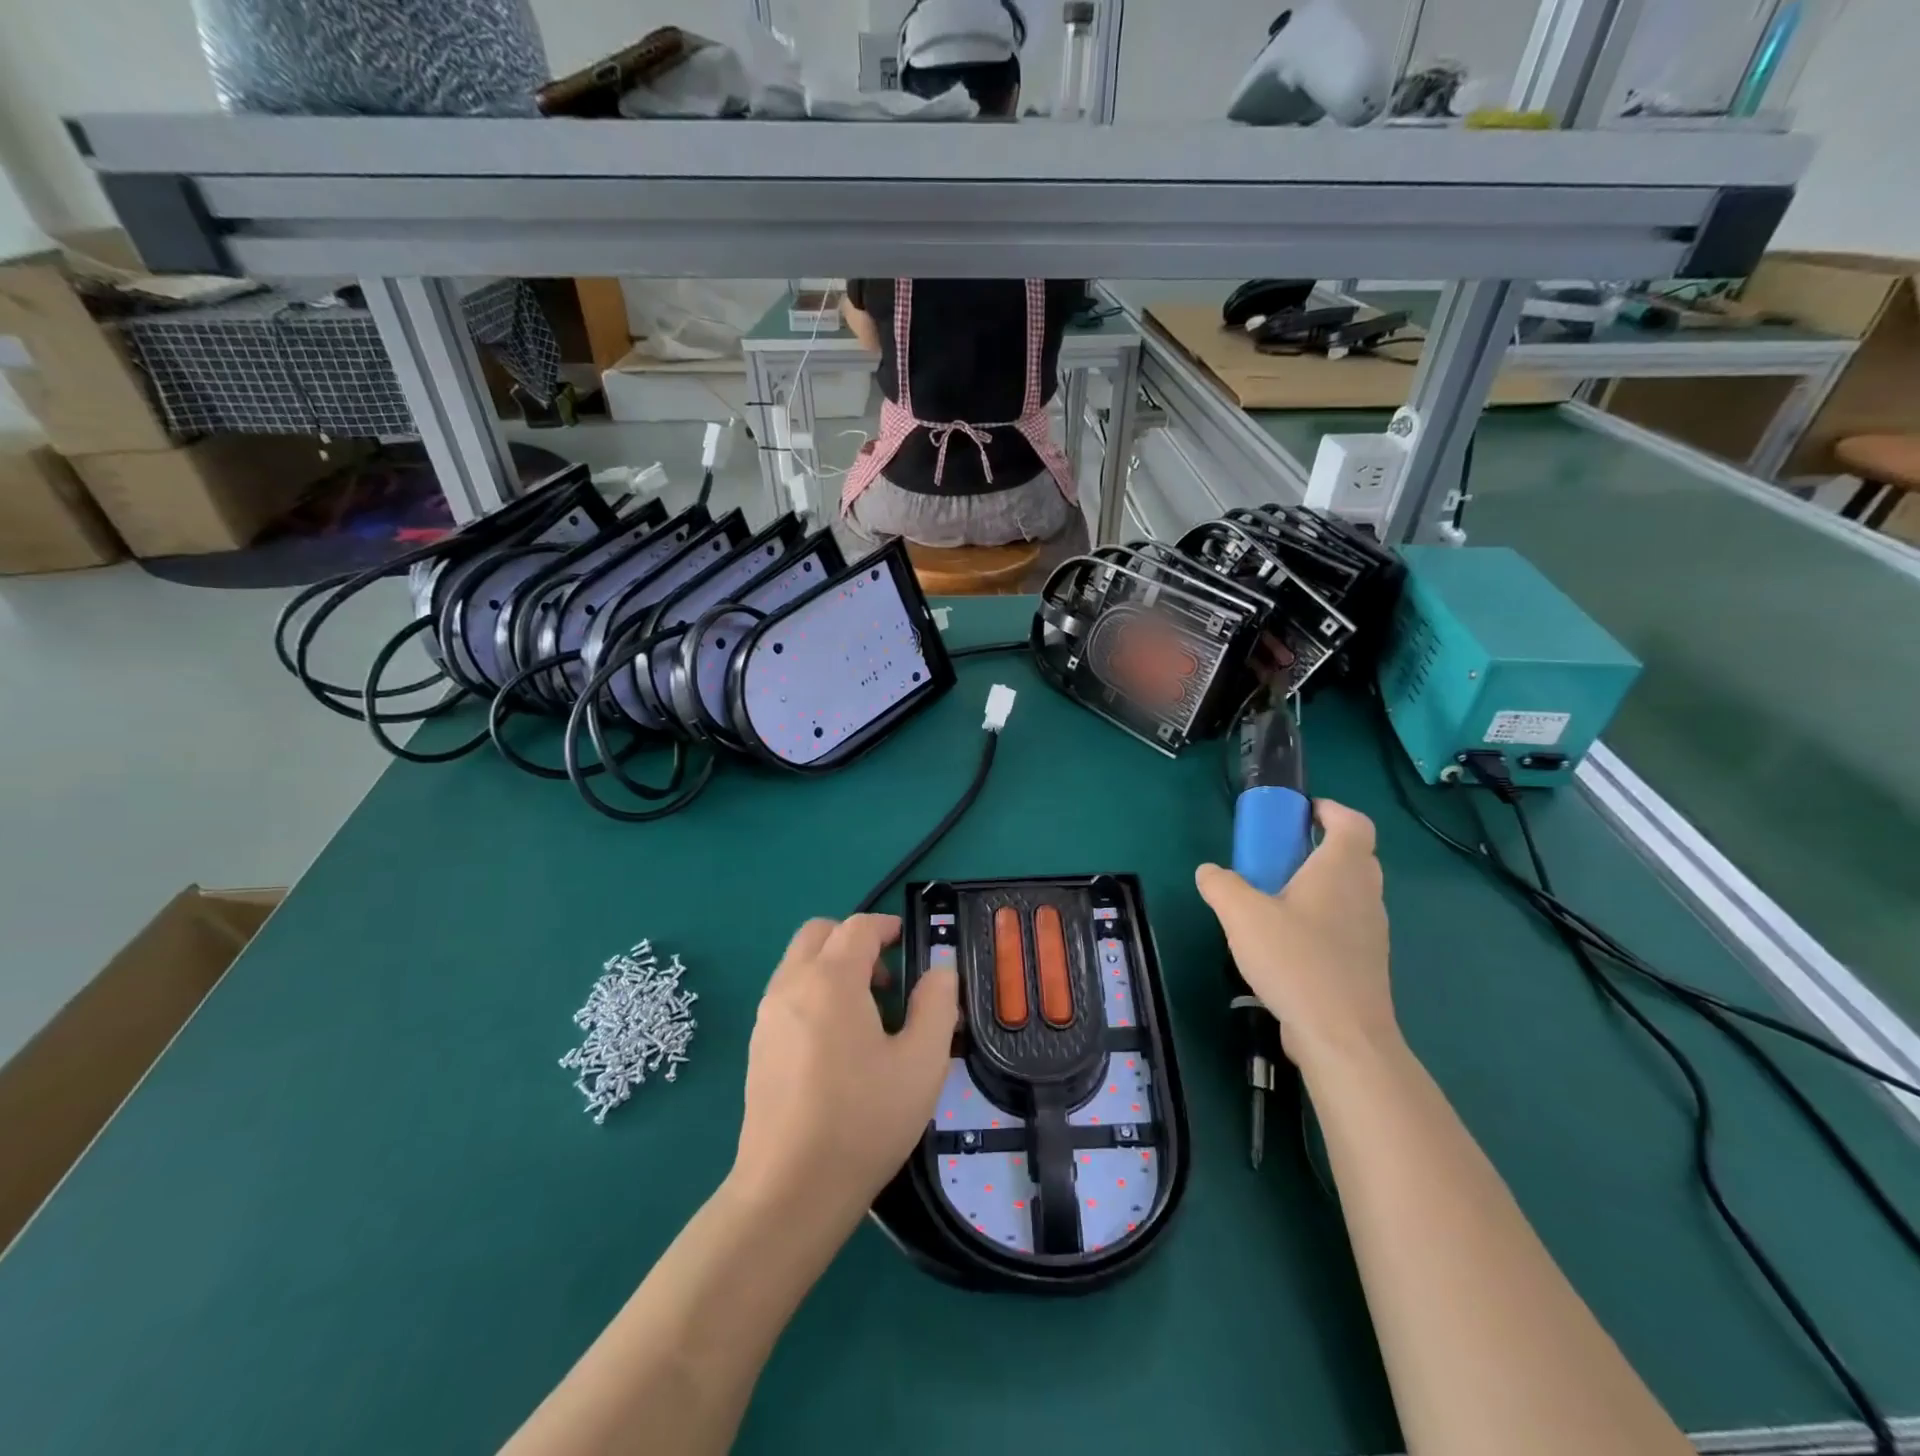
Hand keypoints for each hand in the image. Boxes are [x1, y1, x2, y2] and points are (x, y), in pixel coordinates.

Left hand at [732, 915, 958, 1224]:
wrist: (789, 1191)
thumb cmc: (863, 1120)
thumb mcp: (922, 1062)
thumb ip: (937, 1004)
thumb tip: (939, 971)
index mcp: (830, 980)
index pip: (858, 927)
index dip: (886, 927)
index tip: (908, 943)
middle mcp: (791, 985)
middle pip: (819, 933)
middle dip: (854, 941)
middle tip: (886, 980)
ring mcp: (767, 1016)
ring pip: (799, 963)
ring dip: (832, 967)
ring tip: (866, 1016)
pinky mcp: (757, 1046)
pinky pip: (787, 995)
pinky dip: (814, 994)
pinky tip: (836, 1046)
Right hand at [1196, 799, 1398, 1069]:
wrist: (1342, 1036)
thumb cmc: (1296, 961)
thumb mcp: (1242, 915)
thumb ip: (1221, 886)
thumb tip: (1209, 872)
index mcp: (1341, 870)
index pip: (1353, 823)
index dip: (1331, 810)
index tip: (1300, 814)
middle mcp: (1365, 894)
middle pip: (1354, 855)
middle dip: (1320, 846)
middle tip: (1280, 854)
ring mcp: (1371, 931)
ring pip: (1350, 891)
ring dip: (1319, 884)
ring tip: (1275, 898)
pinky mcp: (1365, 963)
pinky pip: (1345, 924)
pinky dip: (1321, 918)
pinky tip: (1286, 941)